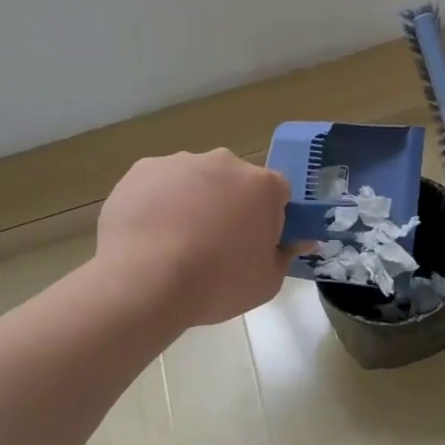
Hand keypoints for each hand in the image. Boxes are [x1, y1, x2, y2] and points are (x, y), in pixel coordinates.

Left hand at [96, 150, 298, 328]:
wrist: (144, 280)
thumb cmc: (216, 283)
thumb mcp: (266, 282)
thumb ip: (286, 255)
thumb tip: (300, 240)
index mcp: (263, 185)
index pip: (278, 193)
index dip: (270, 217)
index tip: (256, 243)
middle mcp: (226, 162)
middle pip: (235, 181)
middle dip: (230, 205)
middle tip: (215, 245)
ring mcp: (182, 161)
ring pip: (195, 179)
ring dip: (193, 202)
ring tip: (174, 243)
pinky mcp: (143, 169)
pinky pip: (159, 184)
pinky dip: (158, 202)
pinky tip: (148, 234)